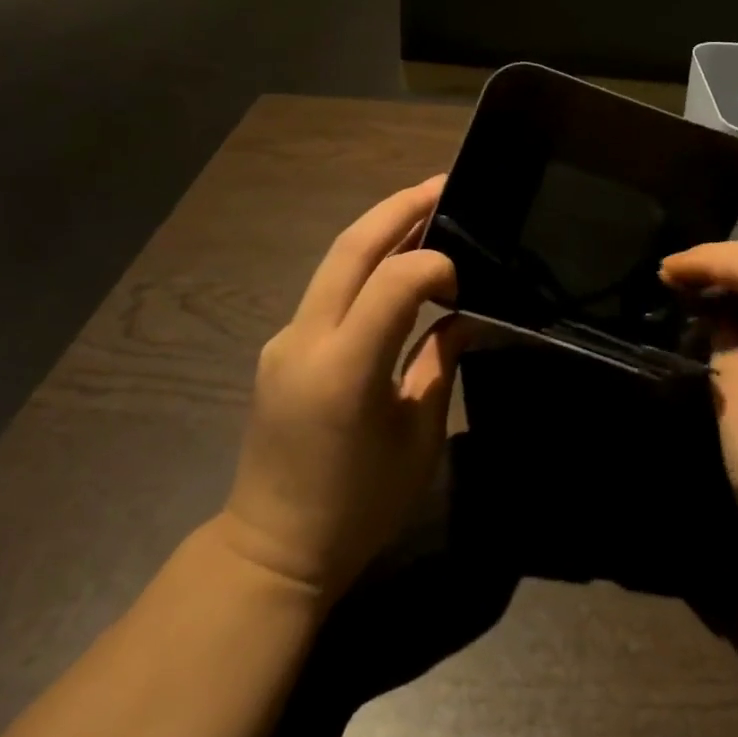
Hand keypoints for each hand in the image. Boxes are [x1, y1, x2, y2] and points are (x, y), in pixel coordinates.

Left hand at [220, 176, 462, 599]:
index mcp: (345, 368)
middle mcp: (306, 339)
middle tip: (443, 185)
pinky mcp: (281, 346)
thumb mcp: (418, 437)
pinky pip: (327, 289)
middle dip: (400, 207)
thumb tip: (464, 316)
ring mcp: (285, 338)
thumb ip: (439, 362)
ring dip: (380, 229)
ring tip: (426, 211)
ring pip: (335, 260)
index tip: (465, 276)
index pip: (392, 280)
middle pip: (351, 246)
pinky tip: (394, 267)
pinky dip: (364, 264)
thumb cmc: (359, 506)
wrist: (271, 551)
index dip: (434, 262)